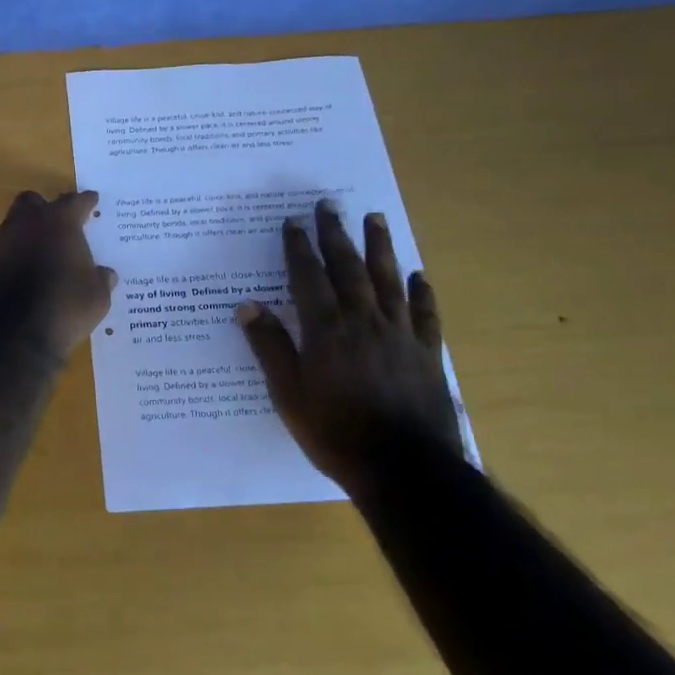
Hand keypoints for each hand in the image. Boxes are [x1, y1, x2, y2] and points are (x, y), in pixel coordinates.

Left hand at [0, 190, 117, 364]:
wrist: (11, 334)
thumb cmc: (64, 307)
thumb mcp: (96, 297)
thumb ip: (101, 279)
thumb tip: (105, 274)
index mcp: (59, 222)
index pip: (75, 202)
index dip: (86, 202)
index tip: (92, 201)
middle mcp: (27, 224)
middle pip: (34, 202)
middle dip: (46, 208)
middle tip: (60, 224)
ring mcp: (1, 242)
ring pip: (13, 225)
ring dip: (27, 233)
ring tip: (41, 252)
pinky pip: (3, 251)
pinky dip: (13, 256)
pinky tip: (23, 273)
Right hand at [235, 200, 461, 497]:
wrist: (405, 469)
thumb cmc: (336, 433)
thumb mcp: (288, 394)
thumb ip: (270, 347)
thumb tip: (248, 305)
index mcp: (326, 330)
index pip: (308, 278)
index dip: (298, 248)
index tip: (292, 222)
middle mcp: (364, 321)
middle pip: (348, 268)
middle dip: (336, 235)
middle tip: (329, 205)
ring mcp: (400, 335)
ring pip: (388, 281)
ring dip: (380, 247)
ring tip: (375, 219)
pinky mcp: (427, 354)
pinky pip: (425, 314)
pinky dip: (421, 292)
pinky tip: (418, 275)